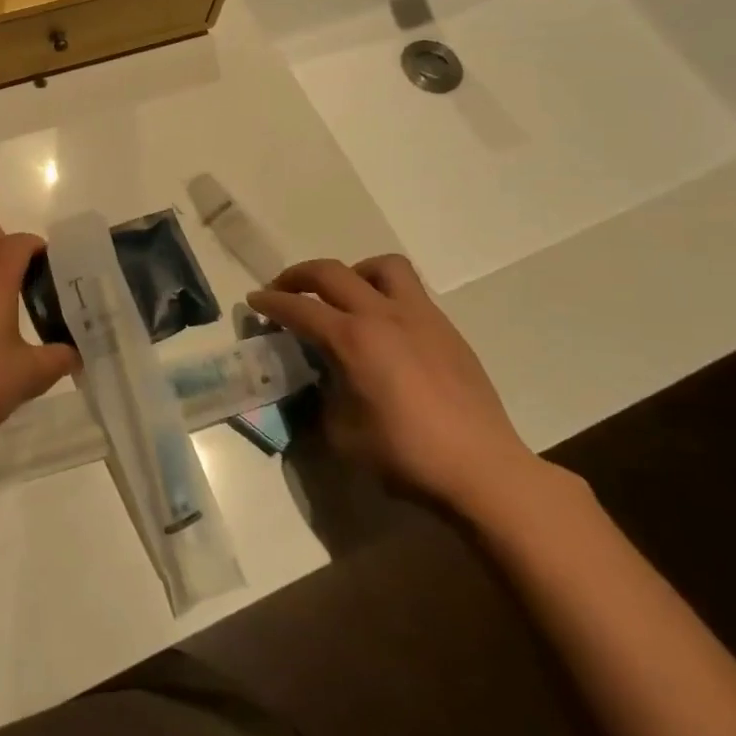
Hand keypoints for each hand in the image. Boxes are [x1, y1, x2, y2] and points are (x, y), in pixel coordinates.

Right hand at [249, 256, 541, 512]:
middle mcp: (383, 315)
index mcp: (353, 339)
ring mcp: (420, 317)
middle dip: (298, 276)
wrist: (482, 469)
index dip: (270, 302)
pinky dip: (385, 295)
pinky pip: (410, 292)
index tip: (254, 301)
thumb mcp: (343, 434)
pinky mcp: (446, 329)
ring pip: (381, 266)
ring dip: (352, 273)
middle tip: (283, 290)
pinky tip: (384, 328)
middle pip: (331, 272)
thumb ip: (324, 395)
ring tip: (343, 297)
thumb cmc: (406, 455)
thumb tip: (322, 380)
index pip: (299, 308)